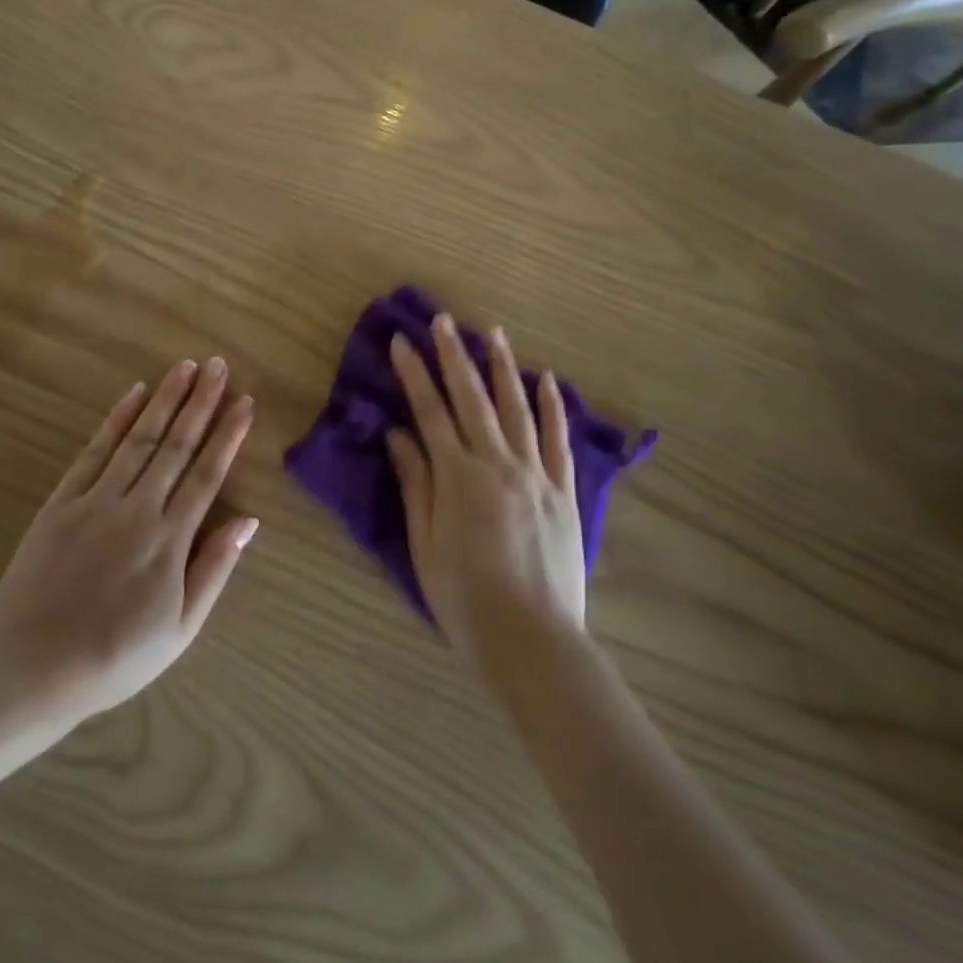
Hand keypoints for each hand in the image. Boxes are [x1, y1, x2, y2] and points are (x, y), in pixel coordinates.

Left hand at [0, 359, 257, 726]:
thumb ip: (215, 569)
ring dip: (165, 400)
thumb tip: (249, 521)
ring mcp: (96, 502)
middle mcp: (138, 510)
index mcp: (170, 540)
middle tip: (218, 364)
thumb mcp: (180, 630)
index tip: (245, 401)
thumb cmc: (116, 657)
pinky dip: (116, 421)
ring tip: (185, 366)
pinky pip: (93, 453)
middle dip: (201, 402)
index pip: (208, 474)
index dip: (229, 435)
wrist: (32, 672)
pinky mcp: (61, 503)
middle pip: (177, 445)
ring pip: (139, 439)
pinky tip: (134, 395)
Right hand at [386, 316, 585, 675]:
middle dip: (454, 355)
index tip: (403, 341)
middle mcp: (498, 463)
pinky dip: (552, 407)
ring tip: (493, 333)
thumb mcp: (425, 545)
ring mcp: (536, 474)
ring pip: (517, 408)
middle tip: (443, 320)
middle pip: (472, 398)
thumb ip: (415, 485)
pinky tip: (546, 379)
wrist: (534, 642)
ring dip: (502, 368)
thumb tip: (398, 435)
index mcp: (458, 477)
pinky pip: (558, 440)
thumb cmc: (466, 599)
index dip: (415, 373)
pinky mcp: (564, 492)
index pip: (430, 411)